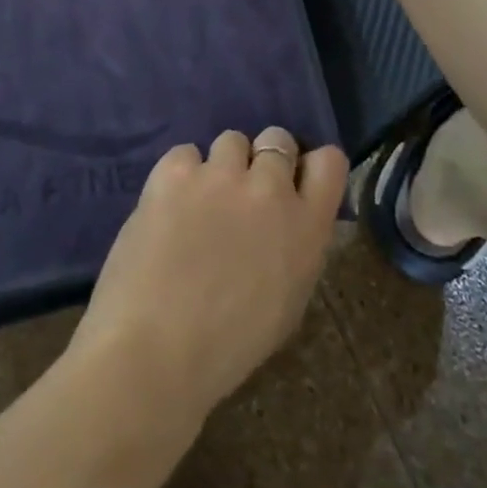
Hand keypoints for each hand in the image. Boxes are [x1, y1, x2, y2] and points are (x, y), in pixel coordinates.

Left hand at [70, 127, 348, 423]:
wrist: (157, 347)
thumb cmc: (228, 345)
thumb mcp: (287, 300)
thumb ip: (294, 245)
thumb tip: (281, 219)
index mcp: (307, 227)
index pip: (329, 161)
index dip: (308, 165)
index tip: (293, 180)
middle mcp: (269, 188)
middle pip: (277, 139)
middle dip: (262, 160)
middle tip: (241, 192)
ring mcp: (220, 174)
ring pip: (230, 140)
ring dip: (222, 165)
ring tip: (201, 201)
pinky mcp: (174, 170)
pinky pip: (184, 154)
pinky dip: (180, 174)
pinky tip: (167, 207)